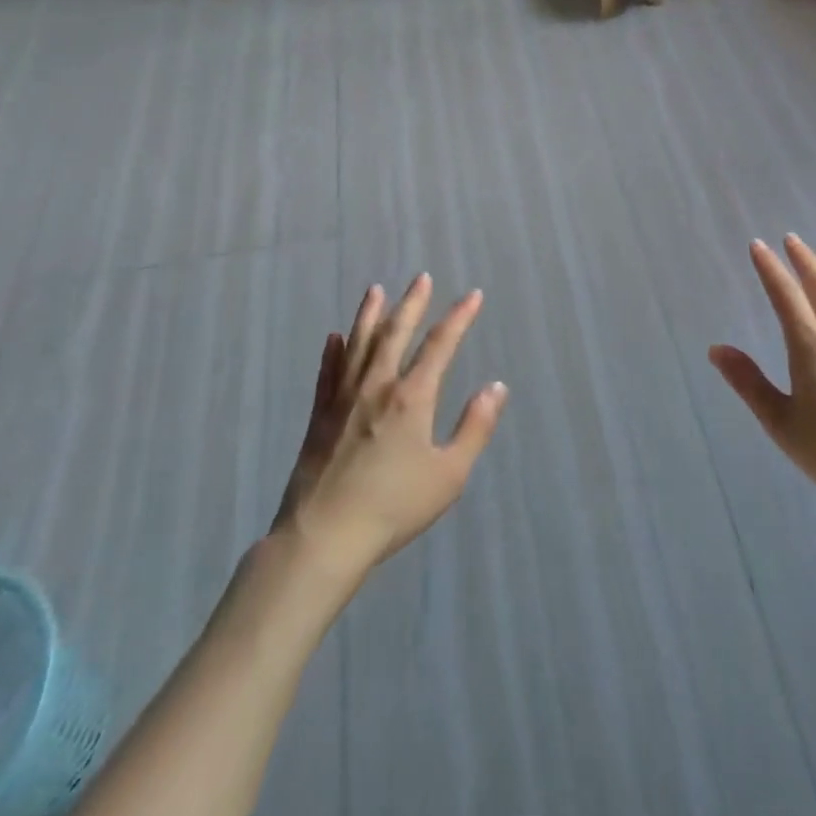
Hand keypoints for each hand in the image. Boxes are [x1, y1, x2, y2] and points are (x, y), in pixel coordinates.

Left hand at [272, 274, 506, 576]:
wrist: (324, 537)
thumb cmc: (394, 507)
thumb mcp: (449, 474)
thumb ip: (475, 427)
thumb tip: (496, 386)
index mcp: (412, 397)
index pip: (440, 344)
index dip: (459, 317)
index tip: (473, 295)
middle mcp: (377, 386)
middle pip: (396, 332)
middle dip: (412, 303)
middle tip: (421, 278)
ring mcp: (343, 398)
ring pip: (359, 344)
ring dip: (370, 314)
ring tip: (376, 290)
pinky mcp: (319, 417)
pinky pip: (328, 373)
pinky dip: (333, 352)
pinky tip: (334, 338)